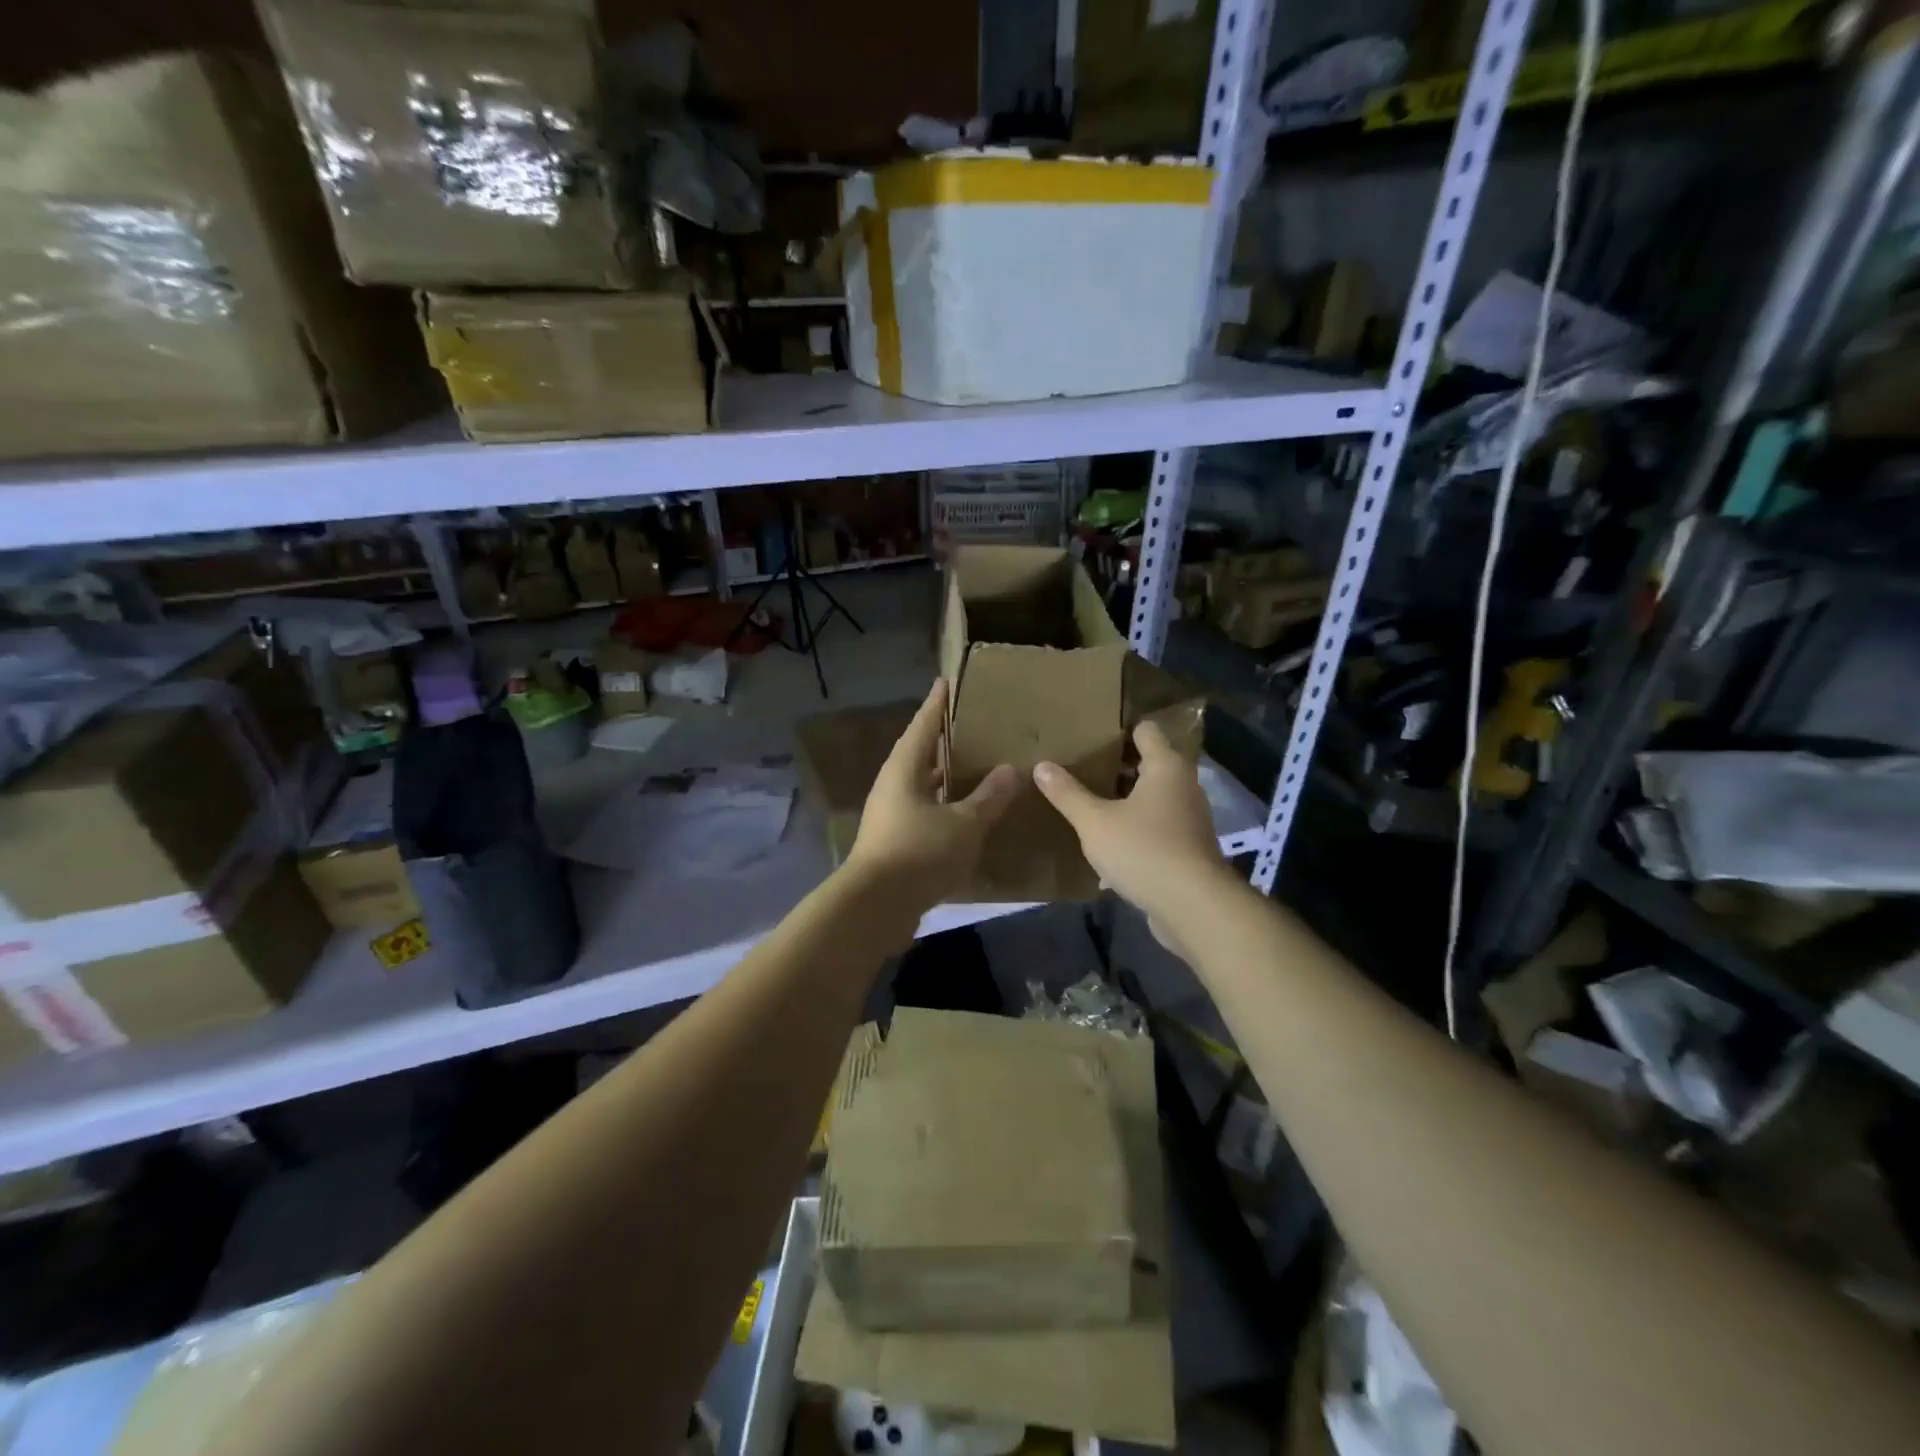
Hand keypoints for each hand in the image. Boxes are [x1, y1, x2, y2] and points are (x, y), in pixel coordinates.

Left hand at [845, 680, 1019, 912]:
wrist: (876, 907)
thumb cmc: (919, 853)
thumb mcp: (964, 824)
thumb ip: (989, 797)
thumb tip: (1012, 770)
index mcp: (904, 770)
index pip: (924, 726)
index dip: (937, 705)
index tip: (945, 682)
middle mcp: (892, 787)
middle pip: (919, 754)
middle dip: (941, 741)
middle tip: (967, 726)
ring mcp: (890, 816)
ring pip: (921, 786)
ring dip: (943, 777)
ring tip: (971, 768)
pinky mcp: (893, 843)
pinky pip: (923, 813)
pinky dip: (943, 808)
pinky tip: (964, 816)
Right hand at [1033, 721, 1228, 941]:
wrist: (1193, 906)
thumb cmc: (1144, 850)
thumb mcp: (1095, 822)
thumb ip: (1067, 793)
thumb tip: (1041, 765)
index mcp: (1166, 766)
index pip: (1145, 730)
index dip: (1119, 729)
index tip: (1090, 734)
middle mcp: (1184, 785)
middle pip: (1149, 763)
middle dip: (1116, 765)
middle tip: (1080, 767)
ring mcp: (1190, 817)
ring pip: (1153, 796)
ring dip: (1125, 798)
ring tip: (1090, 801)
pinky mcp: (1188, 847)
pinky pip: (1157, 825)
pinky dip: (1136, 826)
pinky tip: (1109, 839)